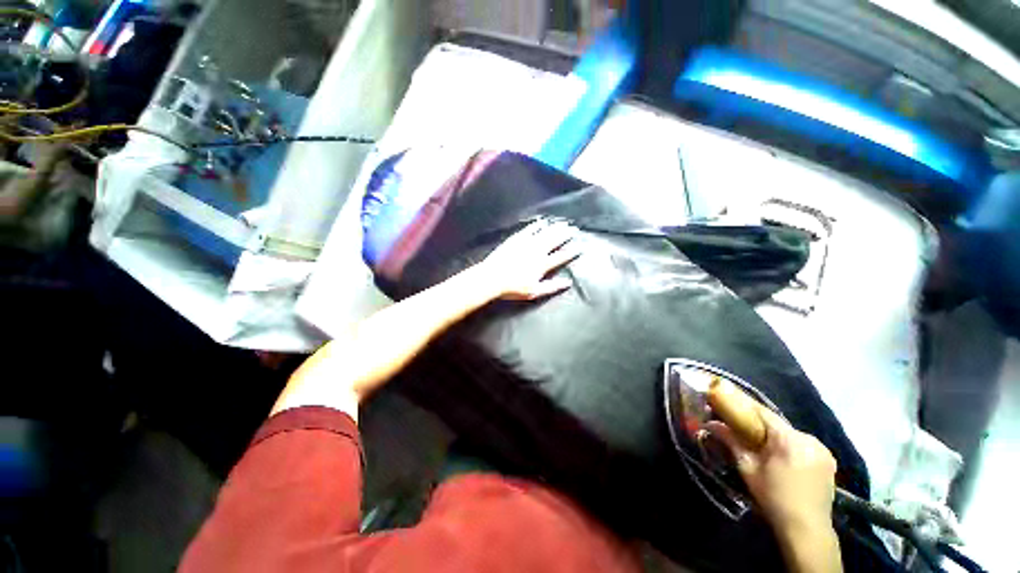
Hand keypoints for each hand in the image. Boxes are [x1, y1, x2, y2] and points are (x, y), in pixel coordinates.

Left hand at [475, 219, 581, 300]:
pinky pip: (529, 229)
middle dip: (565, 234)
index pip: (561, 256)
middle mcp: (537, 251)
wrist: (492, 278)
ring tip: (562, 222)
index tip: (580, 246)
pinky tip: (542, 221)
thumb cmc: (513, 288)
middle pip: (554, 240)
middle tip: (574, 228)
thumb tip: (568, 283)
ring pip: (543, 232)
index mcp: (542, 264)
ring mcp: (526, 243)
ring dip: (554, 227)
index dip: (571, 251)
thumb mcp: (534, 291)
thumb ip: (552, 286)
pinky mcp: (516, 239)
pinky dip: (537, 225)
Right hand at [708, 407, 837, 537]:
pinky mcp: (829, 461)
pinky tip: (783, 458)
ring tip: (762, 447)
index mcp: (788, 439)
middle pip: (778, 424)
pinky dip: (791, 447)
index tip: (728, 402)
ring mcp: (822, 450)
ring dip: (776, 437)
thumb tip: (711, 423)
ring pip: (791, 435)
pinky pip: (804, 445)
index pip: (762, 412)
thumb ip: (730, 441)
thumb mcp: (747, 468)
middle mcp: (809, 439)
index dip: (744, 406)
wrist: (806, 530)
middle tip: (742, 430)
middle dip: (759, 426)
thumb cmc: (773, 497)